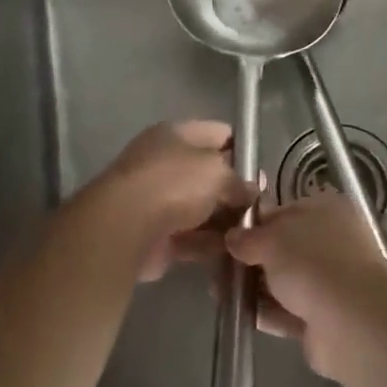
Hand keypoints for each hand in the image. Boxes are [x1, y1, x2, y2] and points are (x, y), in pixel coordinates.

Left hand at [74, 121, 256, 281]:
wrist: (125, 228)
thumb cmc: (174, 183)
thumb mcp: (217, 171)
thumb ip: (239, 181)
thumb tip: (250, 192)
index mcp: (175, 134)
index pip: (217, 133)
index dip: (242, 148)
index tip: (261, 169)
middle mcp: (164, 163)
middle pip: (208, 174)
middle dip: (234, 190)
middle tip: (261, 206)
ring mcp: (158, 200)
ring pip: (201, 208)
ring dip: (224, 221)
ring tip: (253, 233)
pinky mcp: (156, 235)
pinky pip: (191, 238)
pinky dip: (210, 245)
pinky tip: (234, 253)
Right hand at [225, 192, 386, 379]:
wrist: (350, 323)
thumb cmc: (311, 264)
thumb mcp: (271, 240)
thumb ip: (248, 237)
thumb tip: (232, 237)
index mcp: (326, 210)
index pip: (283, 211)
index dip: (254, 223)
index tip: (226, 236)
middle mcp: (332, 241)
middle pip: (283, 247)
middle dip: (251, 257)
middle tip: (217, 266)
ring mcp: (330, 281)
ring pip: (284, 280)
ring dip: (255, 286)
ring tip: (218, 290)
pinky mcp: (324, 317)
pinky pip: (288, 310)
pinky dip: (266, 311)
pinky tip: (237, 313)